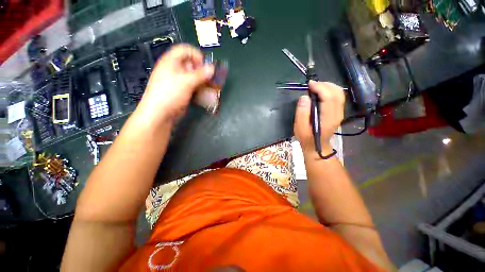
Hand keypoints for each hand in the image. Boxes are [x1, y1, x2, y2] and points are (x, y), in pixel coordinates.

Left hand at [137, 44, 213, 123]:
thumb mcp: (187, 82)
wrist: (160, 113)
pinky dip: (199, 89)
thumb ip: (201, 74)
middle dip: (202, 71)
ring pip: (193, 77)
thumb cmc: (171, 93)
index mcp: (171, 61)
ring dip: (202, 81)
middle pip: (191, 64)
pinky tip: (204, 94)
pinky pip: (192, 86)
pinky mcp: (181, 91)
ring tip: (210, 88)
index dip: (196, 55)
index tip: (206, 66)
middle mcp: (174, 69)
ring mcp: (177, 81)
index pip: (185, 50)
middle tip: (210, 79)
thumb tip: (212, 68)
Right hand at [294, 81, 344, 154]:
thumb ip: (302, 113)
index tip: (309, 84)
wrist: (317, 147)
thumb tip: (304, 97)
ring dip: (328, 86)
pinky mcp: (338, 112)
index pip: (329, 97)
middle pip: (337, 92)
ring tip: (316, 87)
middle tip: (312, 85)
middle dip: (325, 85)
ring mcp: (340, 113)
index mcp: (328, 118)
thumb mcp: (300, 128)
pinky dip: (330, 91)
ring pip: (339, 93)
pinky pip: (338, 97)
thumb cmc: (307, 138)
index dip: (320, 88)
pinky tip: (321, 92)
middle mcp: (337, 113)